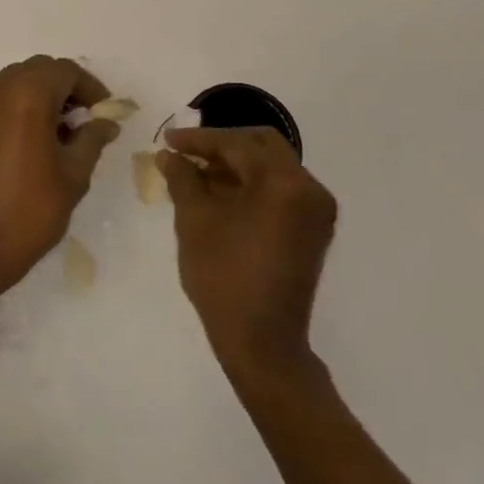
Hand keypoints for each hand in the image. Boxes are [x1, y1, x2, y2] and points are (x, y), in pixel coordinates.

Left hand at [0, 56, 119, 290]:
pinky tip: (30, 137)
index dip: (90, 88)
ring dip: (40, 95)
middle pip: (39, 70)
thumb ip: (92, 138)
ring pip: (16, 81)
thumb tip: (106, 123)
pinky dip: (16, 105)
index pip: (66, 71)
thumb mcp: (74, 174)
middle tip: (85, 119)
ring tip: (59, 130)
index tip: (104, 112)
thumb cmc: (31, 209)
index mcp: (28, 94)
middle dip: (65, 88)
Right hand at [160, 127, 338, 378]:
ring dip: (235, 165)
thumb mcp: (194, 221)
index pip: (237, 144)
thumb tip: (168, 155)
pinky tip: (219, 195)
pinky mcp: (312, 230)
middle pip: (262, 147)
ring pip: (272, 168)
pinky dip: (251, 186)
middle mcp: (309, 189)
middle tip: (186, 153)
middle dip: (221, 146)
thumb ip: (182, 179)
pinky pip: (280, 191)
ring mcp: (315, 211)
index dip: (199, 140)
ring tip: (196, 174)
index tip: (168, 140)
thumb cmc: (224, 278)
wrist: (262, 343)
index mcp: (284, 183)